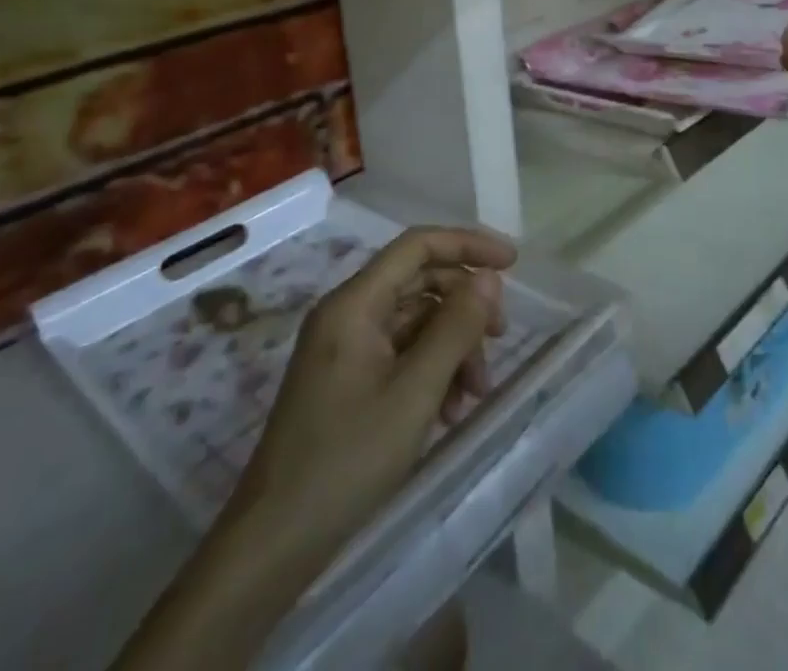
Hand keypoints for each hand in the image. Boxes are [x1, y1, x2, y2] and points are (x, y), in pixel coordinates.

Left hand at [223, 226, 516, 561]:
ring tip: (474, 394)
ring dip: (452, 347)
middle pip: (419, 283)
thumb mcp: (415, 392)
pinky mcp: (346, 380)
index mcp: (354, 303)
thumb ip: (455, 328)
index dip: (467, 244)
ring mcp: (345, 348)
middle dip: (464, 306)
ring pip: (414, 322)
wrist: (274, 542)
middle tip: (501, 337)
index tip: (512, 262)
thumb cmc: (347, 459)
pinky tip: (448, 411)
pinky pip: (400, 353)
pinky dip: (431, 371)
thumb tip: (488, 278)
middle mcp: (347, 314)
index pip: (417, 246)